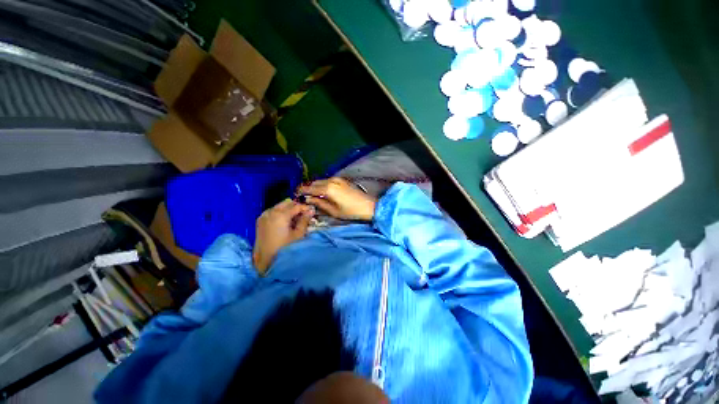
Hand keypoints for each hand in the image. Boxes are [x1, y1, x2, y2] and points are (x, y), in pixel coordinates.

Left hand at [253, 199, 314, 273]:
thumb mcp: (298, 234)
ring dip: (288, 209)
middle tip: (304, 215)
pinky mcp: (260, 221)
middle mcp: (271, 212)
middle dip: (296, 206)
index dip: (305, 208)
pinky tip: (286, 222)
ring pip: (279, 206)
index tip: (312, 211)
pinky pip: (273, 211)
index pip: (296, 206)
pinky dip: (280, 213)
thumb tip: (311, 210)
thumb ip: (304, 220)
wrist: (264, 262)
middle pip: (286, 203)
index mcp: (280, 214)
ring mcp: (264, 216)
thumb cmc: (284, 248)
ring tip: (296, 219)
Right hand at [297, 177, 376, 220]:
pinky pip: (327, 181)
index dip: (301, 191)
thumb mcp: (333, 211)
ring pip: (321, 181)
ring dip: (314, 186)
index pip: (309, 188)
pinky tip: (322, 192)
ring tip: (311, 195)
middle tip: (302, 196)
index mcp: (328, 189)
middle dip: (307, 188)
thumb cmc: (351, 211)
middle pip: (314, 183)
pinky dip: (322, 185)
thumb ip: (319, 203)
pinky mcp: (342, 180)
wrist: (369, 206)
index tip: (294, 194)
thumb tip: (308, 199)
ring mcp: (337, 179)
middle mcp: (331, 180)